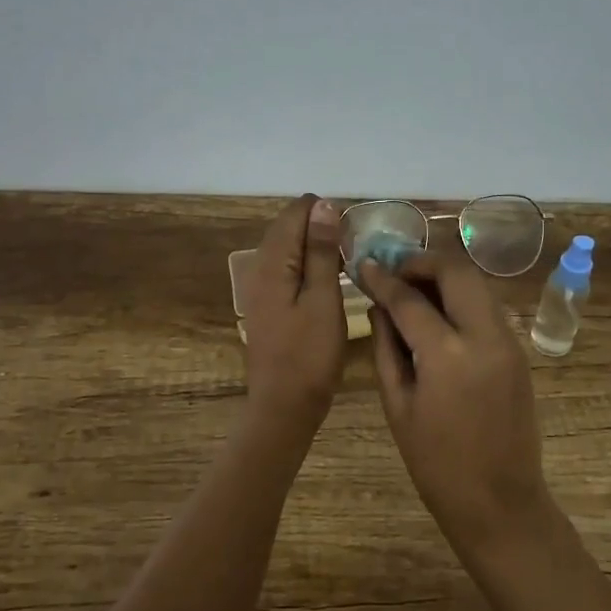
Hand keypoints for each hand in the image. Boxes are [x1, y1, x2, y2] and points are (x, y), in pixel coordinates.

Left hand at [242, 195, 345, 432]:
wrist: (284, 405)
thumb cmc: (310, 353)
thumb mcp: (323, 298)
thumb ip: (321, 250)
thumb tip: (323, 205)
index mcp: (272, 262)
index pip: (294, 213)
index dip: (323, 212)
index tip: (352, 228)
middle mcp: (259, 267)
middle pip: (287, 228)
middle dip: (318, 226)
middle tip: (352, 244)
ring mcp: (259, 287)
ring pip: (286, 248)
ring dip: (313, 245)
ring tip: (344, 258)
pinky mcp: (265, 304)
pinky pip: (285, 268)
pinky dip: (305, 264)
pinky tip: (325, 279)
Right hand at [358, 250, 551, 552]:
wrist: (500, 502)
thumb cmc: (437, 464)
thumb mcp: (398, 406)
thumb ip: (386, 347)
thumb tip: (378, 306)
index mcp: (447, 355)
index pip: (409, 299)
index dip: (383, 279)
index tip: (364, 265)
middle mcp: (485, 336)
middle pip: (456, 271)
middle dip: (422, 262)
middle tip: (395, 272)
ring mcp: (509, 341)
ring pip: (477, 283)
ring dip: (444, 276)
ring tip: (413, 289)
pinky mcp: (518, 351)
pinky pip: (487, 306)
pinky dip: (461, 297)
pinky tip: (439, 314)